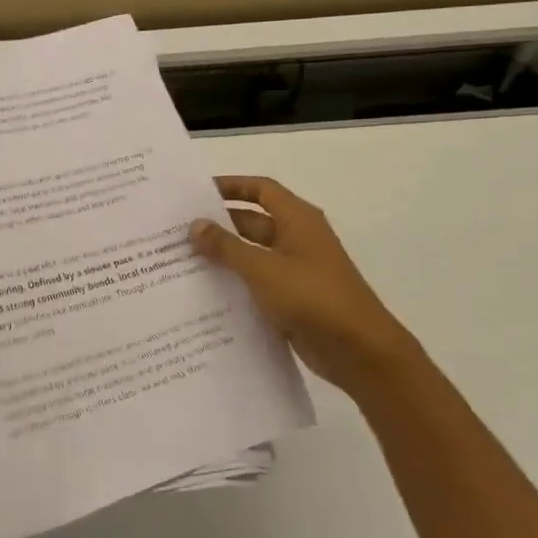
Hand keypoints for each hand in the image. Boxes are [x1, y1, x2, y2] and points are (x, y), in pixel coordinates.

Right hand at [191, 176, 421, 396]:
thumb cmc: (313, 297)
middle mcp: (297, 239)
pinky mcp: (292, 298)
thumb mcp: (263, 268)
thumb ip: (226, 246)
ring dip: (223, 256)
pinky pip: (257, 282)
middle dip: (218, 224)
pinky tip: (204, 292)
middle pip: (251, 221)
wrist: (360, 352)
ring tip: (182, 259)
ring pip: (251, 254)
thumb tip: (195, 225)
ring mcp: (295, 270)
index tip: (196, 192)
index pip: (260, 189)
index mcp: (297, 220)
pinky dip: (234, 282)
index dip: (231, 185)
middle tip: (178, 229)